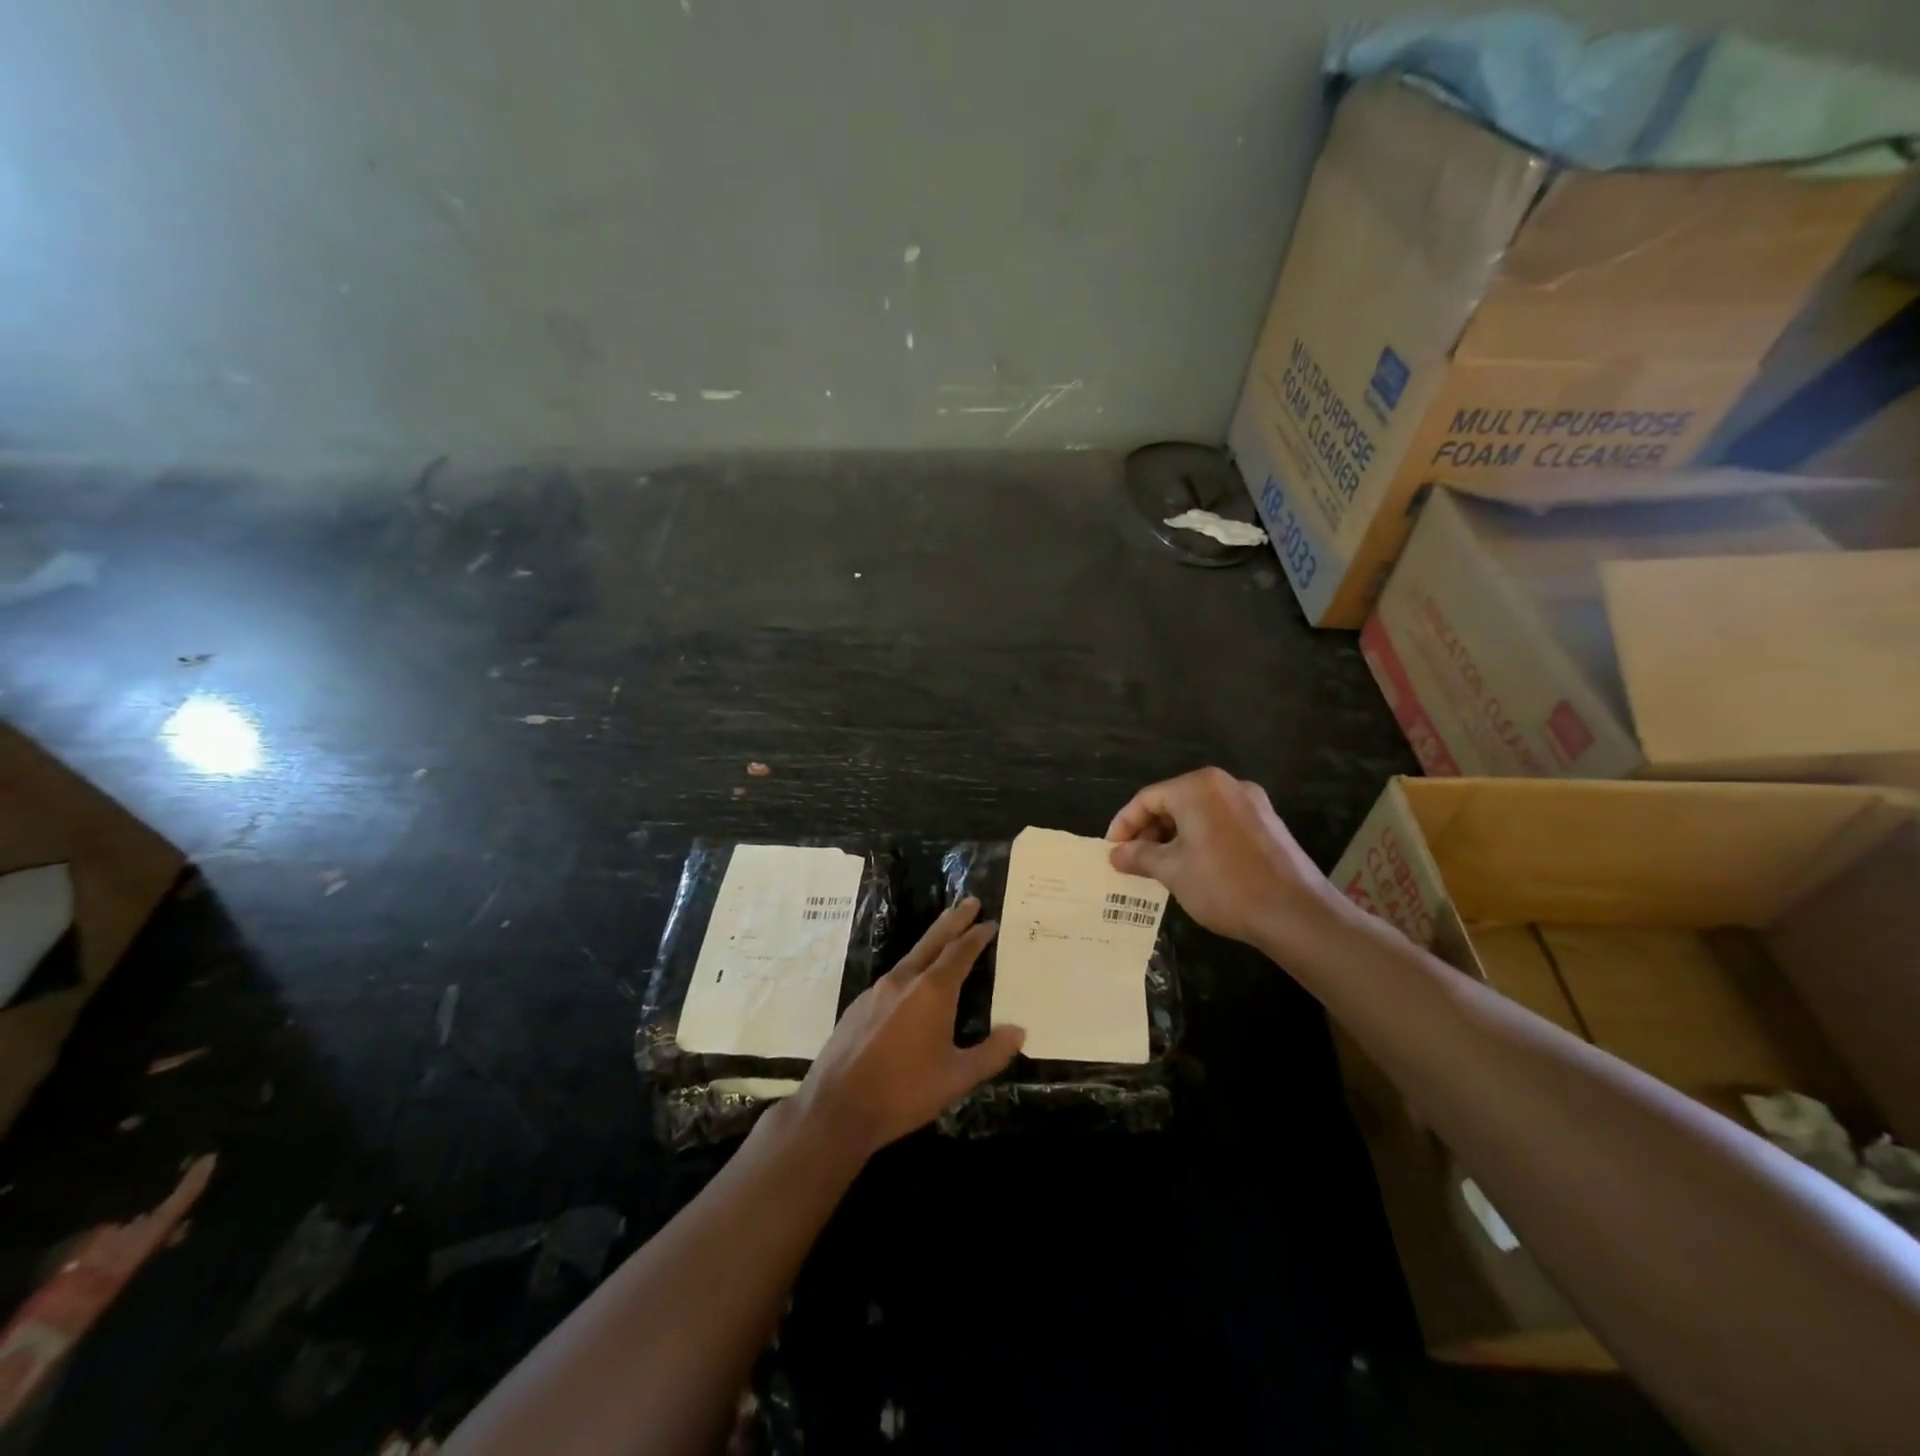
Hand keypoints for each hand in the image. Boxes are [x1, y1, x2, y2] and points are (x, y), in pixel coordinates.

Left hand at [792, 899, 1023, 1159]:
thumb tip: (1018, 1031)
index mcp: (932, 991)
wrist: (837, 1107)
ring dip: (932, 941)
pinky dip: (911, 968)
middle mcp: (904, 980)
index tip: (989, 922)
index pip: (960, 952)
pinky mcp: (859, 1005)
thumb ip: (991, 1053)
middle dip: (954, 920)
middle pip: (933, 940)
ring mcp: (877, 990)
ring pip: (911, 956)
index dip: (977, 936)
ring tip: (945, 934)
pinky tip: (913, 984)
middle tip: (969, 900)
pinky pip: (893, 977)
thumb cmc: (904, 1092)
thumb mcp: (957, 1078)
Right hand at [1106, 767, 1346, 949]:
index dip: (1124, 824)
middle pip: (1173, 801)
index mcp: (1198, 787)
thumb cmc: (1224, 885)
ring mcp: (1251, 803)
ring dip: (1173, 837)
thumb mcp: (1172, 871)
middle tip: (1133, 861)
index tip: (1111, 851)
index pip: (1147, 798)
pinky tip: (1194, 867)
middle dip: (1149, 831)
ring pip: (1198, 813)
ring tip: (1160, 868)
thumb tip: (1115, 854)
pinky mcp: (1267, 824)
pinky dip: (1200, 839)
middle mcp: (1226, 785)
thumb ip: (1139, 856)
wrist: (1296, 913)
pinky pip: (1220, 823)